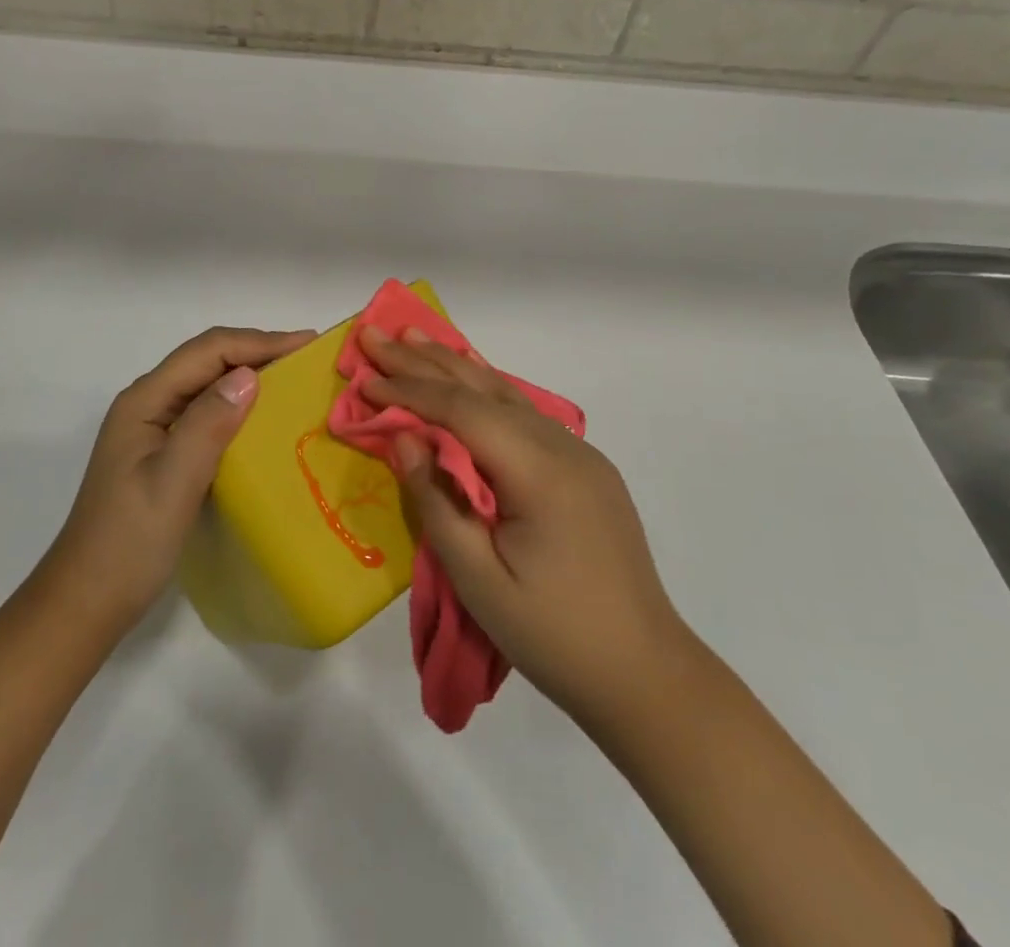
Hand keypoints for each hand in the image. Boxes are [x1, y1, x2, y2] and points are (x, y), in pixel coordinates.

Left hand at [48, 325, 315, 634]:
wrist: (86, 601)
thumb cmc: (129, 543)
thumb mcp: (173, 483)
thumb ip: (208, 424)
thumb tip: (249, 374)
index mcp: (145, 401)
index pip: (207, 351)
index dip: (258, 341)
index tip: (307, 344)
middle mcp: (147, 404)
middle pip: (206, 359)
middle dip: (257, 351)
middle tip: (308, 358)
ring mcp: (153, 428)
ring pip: (206, 383)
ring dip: (249, 374)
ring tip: (294, 379)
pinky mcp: (162, 452)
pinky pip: (206, 412)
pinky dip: (238, 405)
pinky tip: (262, 419)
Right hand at [358, 326, 686, 724]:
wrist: (645, 675)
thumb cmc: (553, 635)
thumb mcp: (479, 579)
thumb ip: (436, 501)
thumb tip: (403, 438)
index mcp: (539, 471)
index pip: (461, 412)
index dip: (409, 391)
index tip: (364, 377)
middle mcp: (563, 447)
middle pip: (482, 390)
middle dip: (424, 361)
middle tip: (377, 334)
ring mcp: (580, 454)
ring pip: (507, 394)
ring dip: (455, 366)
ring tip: (415, 337)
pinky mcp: (585, 469)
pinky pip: (525, 414)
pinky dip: (486, 390)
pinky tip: (469, 378)